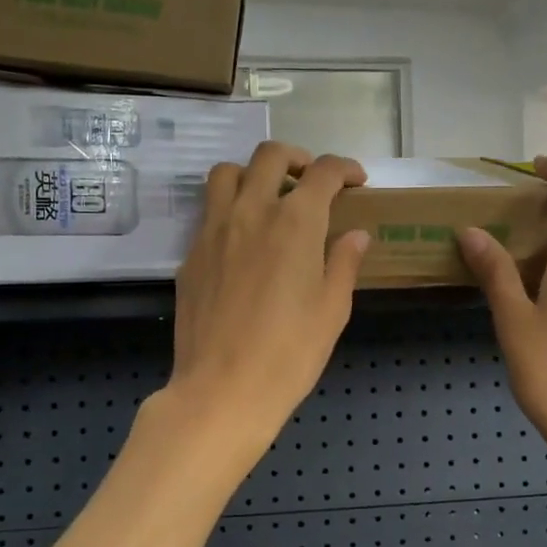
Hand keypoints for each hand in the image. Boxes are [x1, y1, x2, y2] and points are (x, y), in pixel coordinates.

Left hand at [162, 142, 369, 459]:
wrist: (223, 389)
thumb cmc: (290, 354)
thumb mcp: (332, 310)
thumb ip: (344, 263)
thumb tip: (355, 235)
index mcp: (295, 222)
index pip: (324, 173)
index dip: (345, 169)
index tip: (356, 181)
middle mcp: (251, 212)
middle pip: (270, 156)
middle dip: (297, 158)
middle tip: (311, 181)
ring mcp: (213, 230)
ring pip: (227, 174)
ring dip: (252, 174)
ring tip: (268, 198)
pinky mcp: (191, 255)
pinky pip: (209, 213)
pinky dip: (229, 210)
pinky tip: (242, 242)